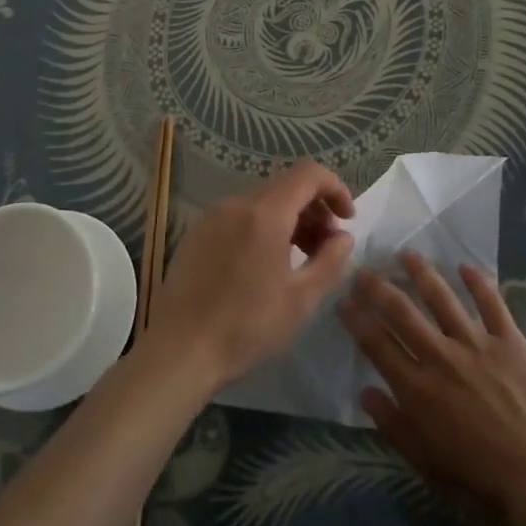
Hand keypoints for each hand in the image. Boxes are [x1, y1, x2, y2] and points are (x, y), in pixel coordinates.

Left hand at [142, 160, 355, 393]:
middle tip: (326, 246)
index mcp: (265, 213)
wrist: (179, 352)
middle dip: (314, 208)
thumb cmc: (246, 327)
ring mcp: (213, 216)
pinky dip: (263, 226)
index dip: (335, 188)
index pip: (309, 173)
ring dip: (289, 218)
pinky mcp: (198, 233)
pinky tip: (264, 264)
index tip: (347, 220)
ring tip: (299, 258)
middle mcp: (237, 204)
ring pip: (263, 200)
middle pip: (286, 185)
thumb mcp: (301, 300)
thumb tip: (343, 236)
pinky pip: (240, 215)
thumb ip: (330, 261)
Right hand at [339, 252, 525, 525]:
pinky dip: (478, 282)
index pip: (377, 344)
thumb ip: (394, 427)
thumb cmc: (480, 485)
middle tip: (364, 269)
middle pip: (402, 312)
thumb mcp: (427, 466)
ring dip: (422, 273)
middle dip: (378, 288)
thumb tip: (366, 392)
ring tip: (407, 254)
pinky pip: (491, 304)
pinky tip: (466, 266)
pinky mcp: (510, 342)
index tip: (343, 299)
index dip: (357, 319)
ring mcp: (476, 345)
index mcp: (417, 390)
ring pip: (442, 299)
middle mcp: (440, 357)